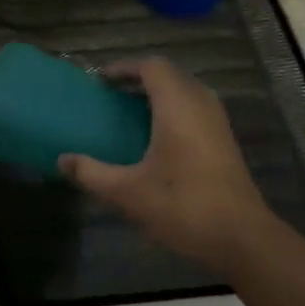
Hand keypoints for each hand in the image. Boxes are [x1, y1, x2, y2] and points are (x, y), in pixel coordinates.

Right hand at [59, 59, 274, 271]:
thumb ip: (92, 173)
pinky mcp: (225, 141)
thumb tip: (62, 160)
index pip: (152, 67)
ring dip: (159, 94)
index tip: (101, 81)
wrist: (242, 238)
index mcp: (177, 106)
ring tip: (131, 112)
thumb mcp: (128, 193)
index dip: (125, 68)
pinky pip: (195, 108)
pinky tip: (156, 138)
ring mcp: (217, 122)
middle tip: (112, 95)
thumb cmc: (183, 206)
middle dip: (140, 79)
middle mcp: (200, 105)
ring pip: (185, 91)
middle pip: (170, 75)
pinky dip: (173, 109)